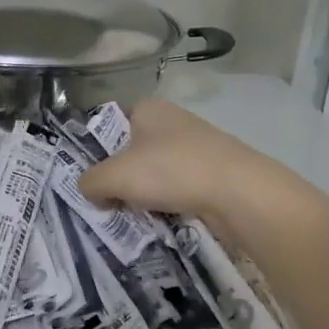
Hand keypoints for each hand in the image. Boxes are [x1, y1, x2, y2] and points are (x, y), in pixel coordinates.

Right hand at [78, 99, 260, 223]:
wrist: (239, 192)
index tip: (90, 178)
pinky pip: (178, 187)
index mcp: (147, 108)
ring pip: (155, 171)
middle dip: (119, 177)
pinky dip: (168, 202)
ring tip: (134, 215)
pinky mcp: (213, 171)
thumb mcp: (115, 176)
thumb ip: (91, 181)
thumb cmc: (171, 171)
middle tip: (106, 202)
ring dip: (144, 193)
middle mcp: (172, 120)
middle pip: (131, 151)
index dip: (96, 150)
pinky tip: (162, 219)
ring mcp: (196, 145)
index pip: (109, 123)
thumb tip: (90, 190)